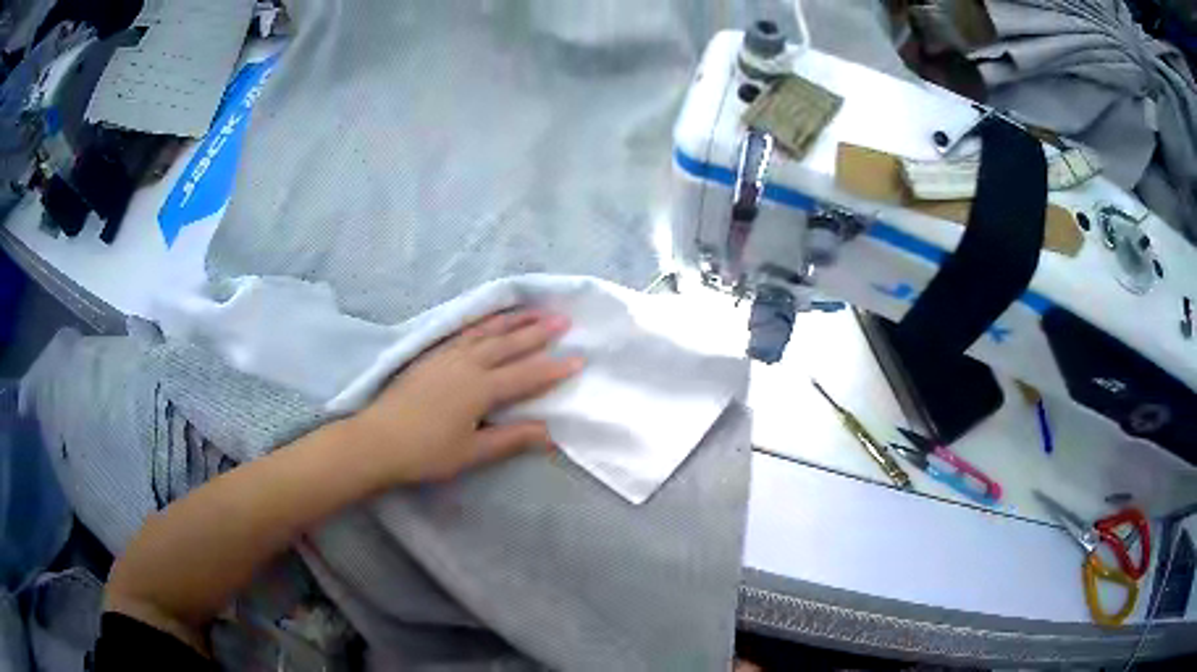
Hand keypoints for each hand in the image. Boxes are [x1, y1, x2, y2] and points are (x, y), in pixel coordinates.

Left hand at [345, 309, 582, 484]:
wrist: (377, 439)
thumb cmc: (425, 452)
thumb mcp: (472, 453)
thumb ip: (511, 439)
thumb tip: (550, 433)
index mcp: (480, 389)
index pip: (526, 375)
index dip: (554, 368)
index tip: (579, 358)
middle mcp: (467, 364)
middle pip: (509, 344)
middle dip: (538, 332)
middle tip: (564, 320)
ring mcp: (447, 355)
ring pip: (486, 332)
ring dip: (513, 320)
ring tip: (535, 309)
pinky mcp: (432, 354)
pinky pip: (465, 331)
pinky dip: (483, 322)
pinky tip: (489, 320)